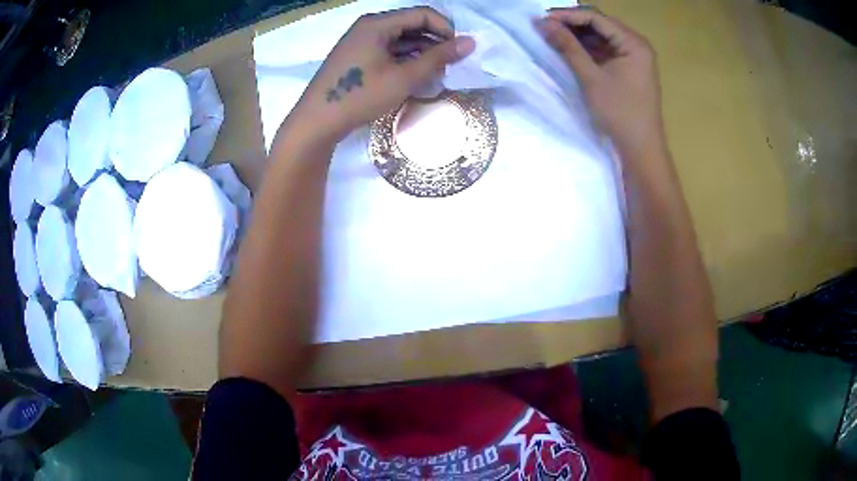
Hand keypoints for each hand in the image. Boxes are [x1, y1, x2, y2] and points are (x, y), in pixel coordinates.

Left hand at [291, 7, 474, 143]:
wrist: (317, 122)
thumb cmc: (360, 96)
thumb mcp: (404, 78)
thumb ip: (438, 58)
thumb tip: (470, 42)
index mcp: (377, 23)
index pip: (422, 14)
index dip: (445, 29)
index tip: (459, 51)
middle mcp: (368, 26)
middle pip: (411, 24)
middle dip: (434, 42)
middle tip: (450, 65)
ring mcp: (360, 41)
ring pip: (400, 39)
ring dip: (421, 52)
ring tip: (435, 73)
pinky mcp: (356, 56)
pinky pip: (387, 50)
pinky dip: (404, 59)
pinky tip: (414, 76)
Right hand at [539, 8, 664, 153]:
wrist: (641, 148)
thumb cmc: (620, 113)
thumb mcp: (591, 77)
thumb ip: (568, 47)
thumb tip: (542, 23)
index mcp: (634, 43)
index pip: (597, 18)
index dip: (568, 16)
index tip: (542, 19)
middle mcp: (637, 44)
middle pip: (600, 25)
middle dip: (572, 24)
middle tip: (545, 26)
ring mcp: (634, 57)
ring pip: (602, 37)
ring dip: (579, 36)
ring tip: (553, 36)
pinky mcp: (630, 68)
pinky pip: (606, 50)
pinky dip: (588, 49)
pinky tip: (570, 49)